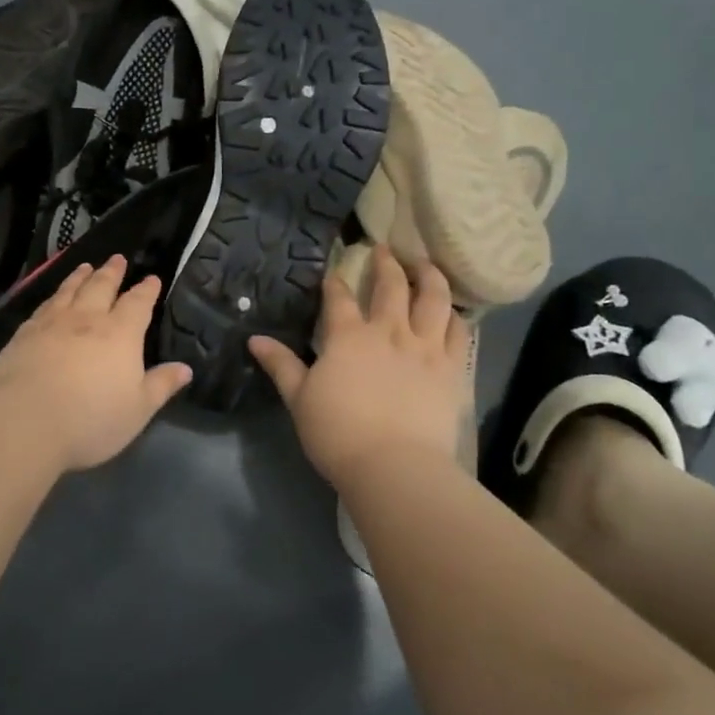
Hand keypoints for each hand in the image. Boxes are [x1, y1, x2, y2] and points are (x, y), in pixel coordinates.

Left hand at [0, 254, 193, 470]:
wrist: (24, 422)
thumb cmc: (91, 419)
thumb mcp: (138, 409)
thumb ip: (161, 385)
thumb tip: (185, 368)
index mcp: (120, 334)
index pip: (138, 304)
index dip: (146, 290)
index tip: (152, 278)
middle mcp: (87, 319)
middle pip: (101, 287)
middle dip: (112, 272)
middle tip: (117, 258)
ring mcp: (52, 324)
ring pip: (69, 291)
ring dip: (80, 277)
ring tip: (86, 267)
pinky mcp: (24, 335)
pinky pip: (42, 307)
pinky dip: (52, 296)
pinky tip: (52, 299)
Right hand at [249, 246, 469, 487]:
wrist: (394, 466)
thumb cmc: (338, 434)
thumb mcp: (299, 399)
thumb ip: (281, 365)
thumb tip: (255, 339)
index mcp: (348, 337)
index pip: (340, 298)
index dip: (336, 281)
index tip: (334, 271)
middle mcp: (389, 331)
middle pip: (391, 286)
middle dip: (386, 263)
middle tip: (385, 248)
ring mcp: (425, 347)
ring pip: (433, 299)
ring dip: (429, 276)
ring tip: (425, 265)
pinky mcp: (452, 368)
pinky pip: (459, 332)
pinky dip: (455, 316)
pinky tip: (452, 311)